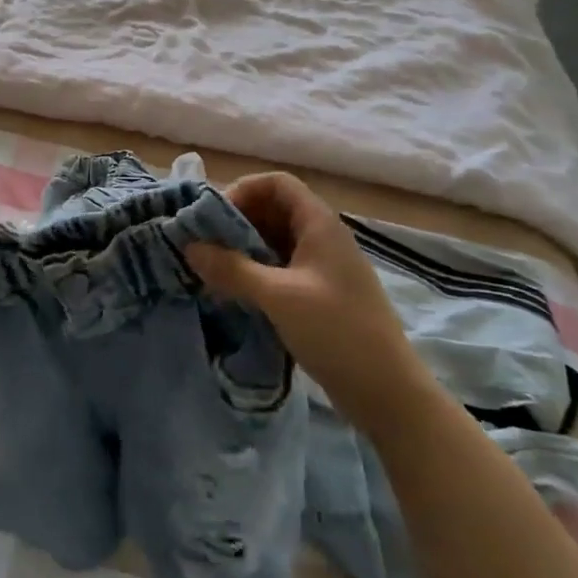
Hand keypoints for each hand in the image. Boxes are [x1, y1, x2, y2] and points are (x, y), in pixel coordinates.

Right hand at [186, 173, 429, 424]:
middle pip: (273, 210)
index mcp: (320, 224)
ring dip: (243, 249)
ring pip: (274, 241)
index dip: (244, 190)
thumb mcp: (278, 297)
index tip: (215, 218)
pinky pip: (280, 268)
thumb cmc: (337, 332)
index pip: (277, 183)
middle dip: (236, 222)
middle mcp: (322, 238)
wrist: (388, 393)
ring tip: (212, 270)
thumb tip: (189, 247)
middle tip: (205, 245)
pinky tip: (234, 293)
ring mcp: (322, 267)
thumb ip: (232, 269)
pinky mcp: (318, 294)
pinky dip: (255, 272)